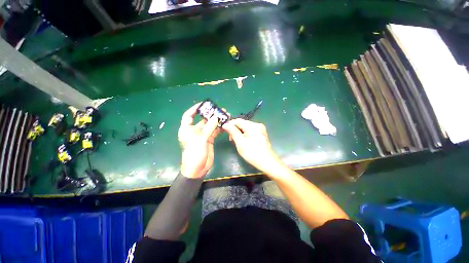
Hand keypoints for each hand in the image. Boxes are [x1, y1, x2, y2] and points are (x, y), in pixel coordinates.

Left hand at [178, 103, 220, 178]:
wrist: (198, 169)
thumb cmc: (194, 153)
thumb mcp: (201, 139)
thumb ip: (209, 127)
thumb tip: (216, 117)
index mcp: (187, 129)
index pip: (189, 115)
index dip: (194, 109)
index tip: (203, 104)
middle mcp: (195, 131)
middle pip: (203, 120)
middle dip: (211, 115)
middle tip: (220, 110)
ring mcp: (203, 135)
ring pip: (210, 125)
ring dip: (217, 121)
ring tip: (225, 116)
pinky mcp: (209, 140)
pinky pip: (215, 131)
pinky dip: (219, 128)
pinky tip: (225, 125)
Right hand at [222, 119, 280, 172]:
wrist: (267, 162)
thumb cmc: (252, 153)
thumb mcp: (240, 142)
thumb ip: (232, 132)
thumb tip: (225, 124)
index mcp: (252, 126)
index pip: (238, 120)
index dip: (230, 124)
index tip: (224, 130)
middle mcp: (257, 124)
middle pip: (242, 123)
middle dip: (235, 129)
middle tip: (231, 139)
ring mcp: (260, 129)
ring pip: (246, 127)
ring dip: (239, 132)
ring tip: (236, 141)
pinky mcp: (261, 133)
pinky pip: (250, 130)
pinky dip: (245, 134)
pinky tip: (243, 140)